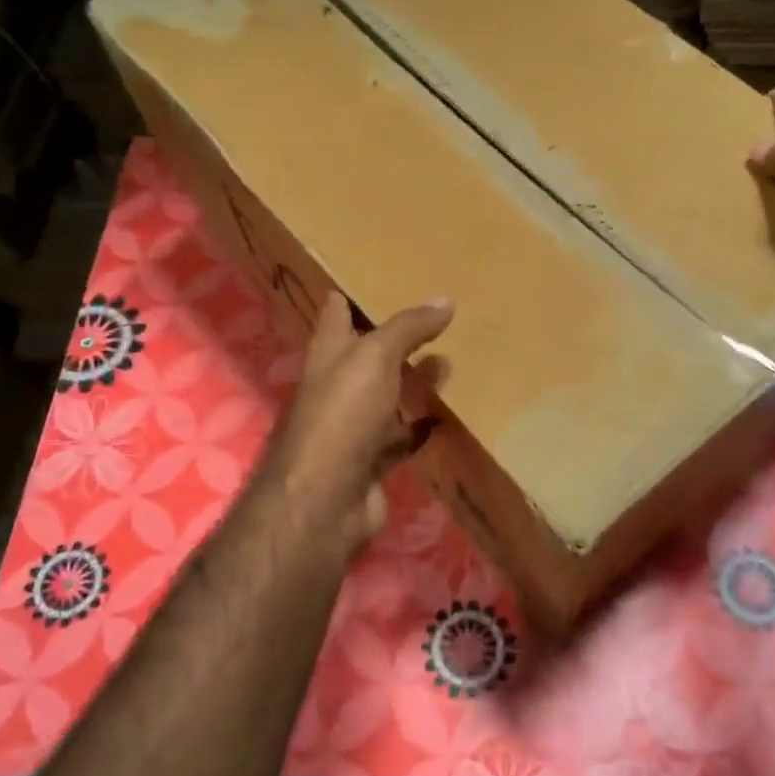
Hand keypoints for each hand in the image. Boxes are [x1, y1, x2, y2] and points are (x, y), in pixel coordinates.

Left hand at [266, 290, 454, 559]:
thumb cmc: (342, 414)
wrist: (326, 498)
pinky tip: (444, 417)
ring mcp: (353, 427)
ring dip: (410, 382)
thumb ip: (407, 328)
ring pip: (386, 396)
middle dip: (391, 339)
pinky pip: (400, 437)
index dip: (351, 295)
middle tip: (431, 318)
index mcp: (328, 354)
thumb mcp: (375, 357)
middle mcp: (337, 387)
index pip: (337, 314)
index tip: (376, 277)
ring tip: (448, 360)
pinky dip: (419, 427)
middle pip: (365, 356)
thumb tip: (445, 300)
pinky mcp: (372, 460)